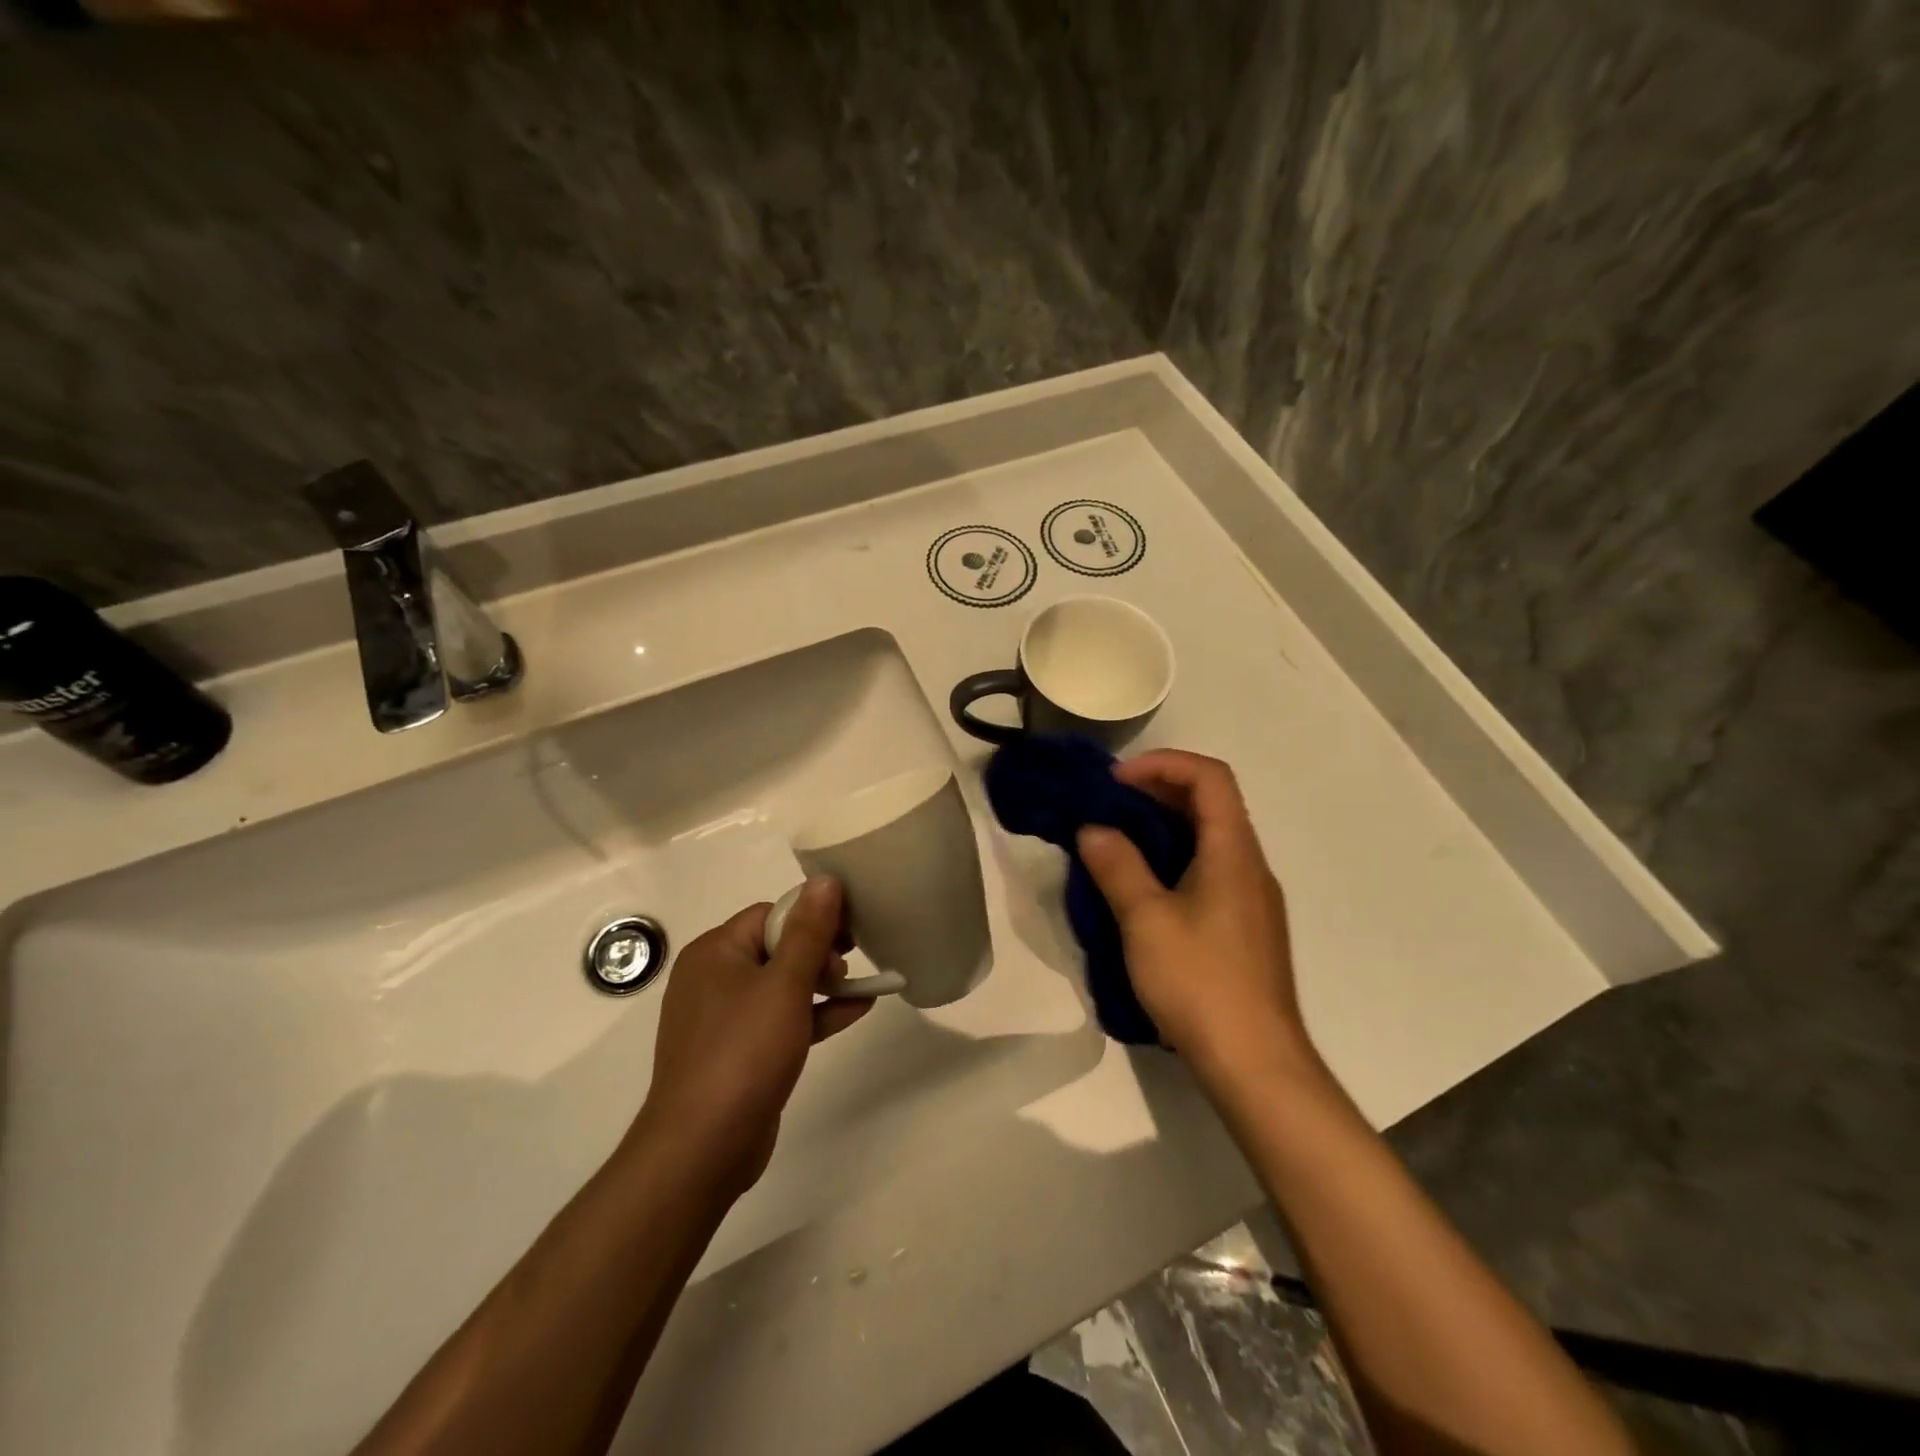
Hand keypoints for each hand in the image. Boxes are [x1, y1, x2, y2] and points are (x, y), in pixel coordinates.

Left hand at [626, 879, 869, 1201]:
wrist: (702, 1148)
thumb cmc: (743, 1053)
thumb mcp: (784, 985)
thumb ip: (809, 932)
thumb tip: (825, 880)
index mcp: (715, 952)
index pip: (770, 914)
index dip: (811, 918)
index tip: (848, 933)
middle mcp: (713, 978)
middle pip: (776, 946)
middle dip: (818, 951)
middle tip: (852, 962)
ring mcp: (724, 1019)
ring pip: (781, 985)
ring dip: (821, 983)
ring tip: (860, 985)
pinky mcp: (738, 1053)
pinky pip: (780, 1019)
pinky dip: (814, 1013)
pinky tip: (858, 1011)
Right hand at [1077, 751, 1315, 1082]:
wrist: (1255, 1062)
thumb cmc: (1200, 982)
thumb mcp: (1146, 920)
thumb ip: (1117, 867)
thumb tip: (1093, 830)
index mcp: (1233, 851)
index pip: (1209, 777)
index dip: (1163, 764)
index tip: (1116, 781)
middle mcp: (1250, 865)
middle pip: (1211, 803)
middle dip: (1158, 792)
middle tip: (1108, 805)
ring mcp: (1251, 898)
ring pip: (1210, 838)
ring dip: (1164, 827)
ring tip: (1117, 841)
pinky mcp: (1244, 927)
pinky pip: (1210, 870)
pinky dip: (1174, 859)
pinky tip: (1142, 888)